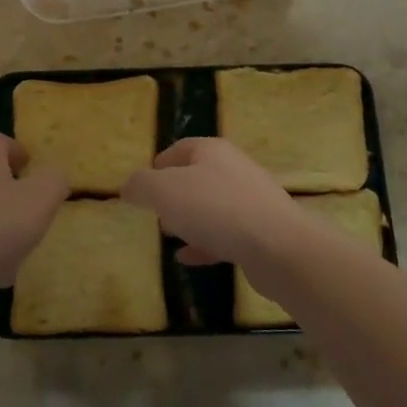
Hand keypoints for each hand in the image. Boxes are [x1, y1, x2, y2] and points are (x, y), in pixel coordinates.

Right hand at [121, 138, 317, 274]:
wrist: (277, 246)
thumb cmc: (214, 208)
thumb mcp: (164, 192)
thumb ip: (141, 185)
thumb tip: (129, 186)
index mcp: (212, 151)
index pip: (181, 148)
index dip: (160, 162)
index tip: (144, 182)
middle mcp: (234, 169)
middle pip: (198, 176)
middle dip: (174, 193)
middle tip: (155, 211)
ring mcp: (251, 200)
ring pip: (212, 206)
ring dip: (190, 219)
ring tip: (169, 234)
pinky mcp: (261, 231)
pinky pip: (225, 234)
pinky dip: (205, 243)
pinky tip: (188, 257)